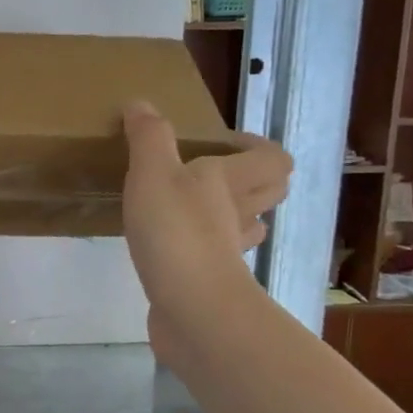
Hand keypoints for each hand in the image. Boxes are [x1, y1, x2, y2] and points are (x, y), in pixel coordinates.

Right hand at [122, 101, 291, 362]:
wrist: (192, 308)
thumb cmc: (176, 232)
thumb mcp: (152, 174)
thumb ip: (147, 138)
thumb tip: (140, 104)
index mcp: (229, 181)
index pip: (272, 157)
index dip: (258, 146)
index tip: (226, 142)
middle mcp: (238, 214)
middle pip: (268, 192)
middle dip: (252, 179)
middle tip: (214, 171)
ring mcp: (228, 253)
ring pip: (246, 228)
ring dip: (233, 215)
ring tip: (198, 208)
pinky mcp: (211, 283)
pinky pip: (217, 259)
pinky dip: (205, 250)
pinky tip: (174, 247)